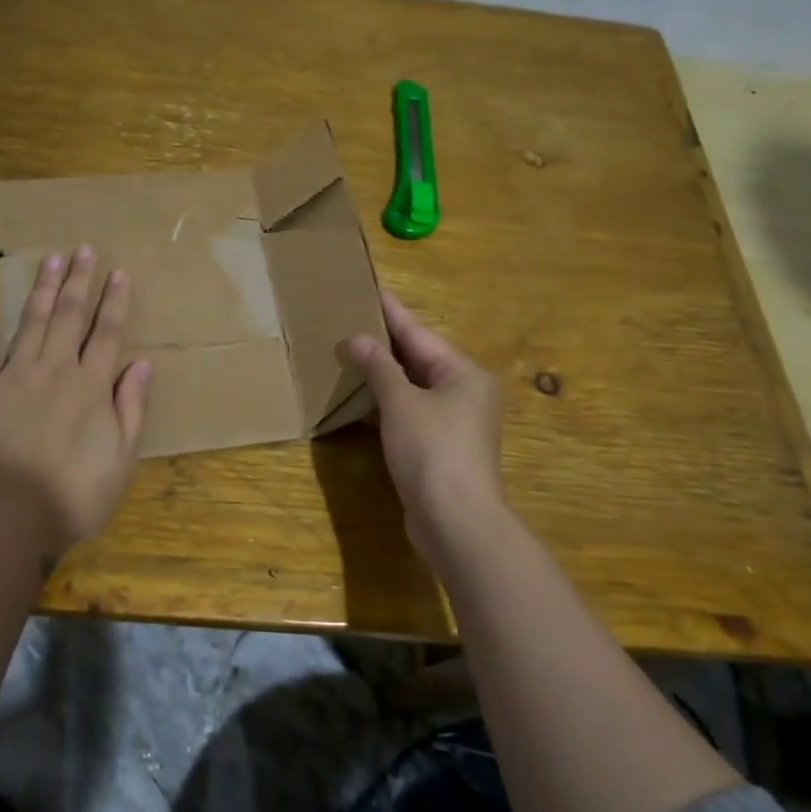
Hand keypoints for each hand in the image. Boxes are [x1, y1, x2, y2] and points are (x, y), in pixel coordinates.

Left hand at [0, 244, 152, 557]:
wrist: (11, 517)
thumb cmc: (75, 494)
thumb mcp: (122, 457)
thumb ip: (132, 407)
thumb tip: (143, 363)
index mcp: (92, 386)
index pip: (107, 333)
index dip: (115, 302)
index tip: (119, 273)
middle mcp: (55, 370)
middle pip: (70, 317)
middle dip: (80, 282)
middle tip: (83, 249)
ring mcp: (14, 377)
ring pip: (32, 323)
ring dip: (43, 290)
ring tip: (50, 261)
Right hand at [337, 289, 506, 552]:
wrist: (456, 523)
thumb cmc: (433, 451)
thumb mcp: (401, 403)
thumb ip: (378, 368)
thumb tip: (356, 340)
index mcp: (463, 373)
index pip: (418, 333)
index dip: (390, 311)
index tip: (368, 288)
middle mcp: (464, 393)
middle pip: (417, 359)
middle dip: (382, 343)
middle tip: (348, 318)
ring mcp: (453, 423)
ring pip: (412, 388)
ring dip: (382, 375)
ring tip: (346, 352)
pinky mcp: (439, 449)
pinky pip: (409, 414)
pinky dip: (385, 404)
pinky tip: (359, 397)